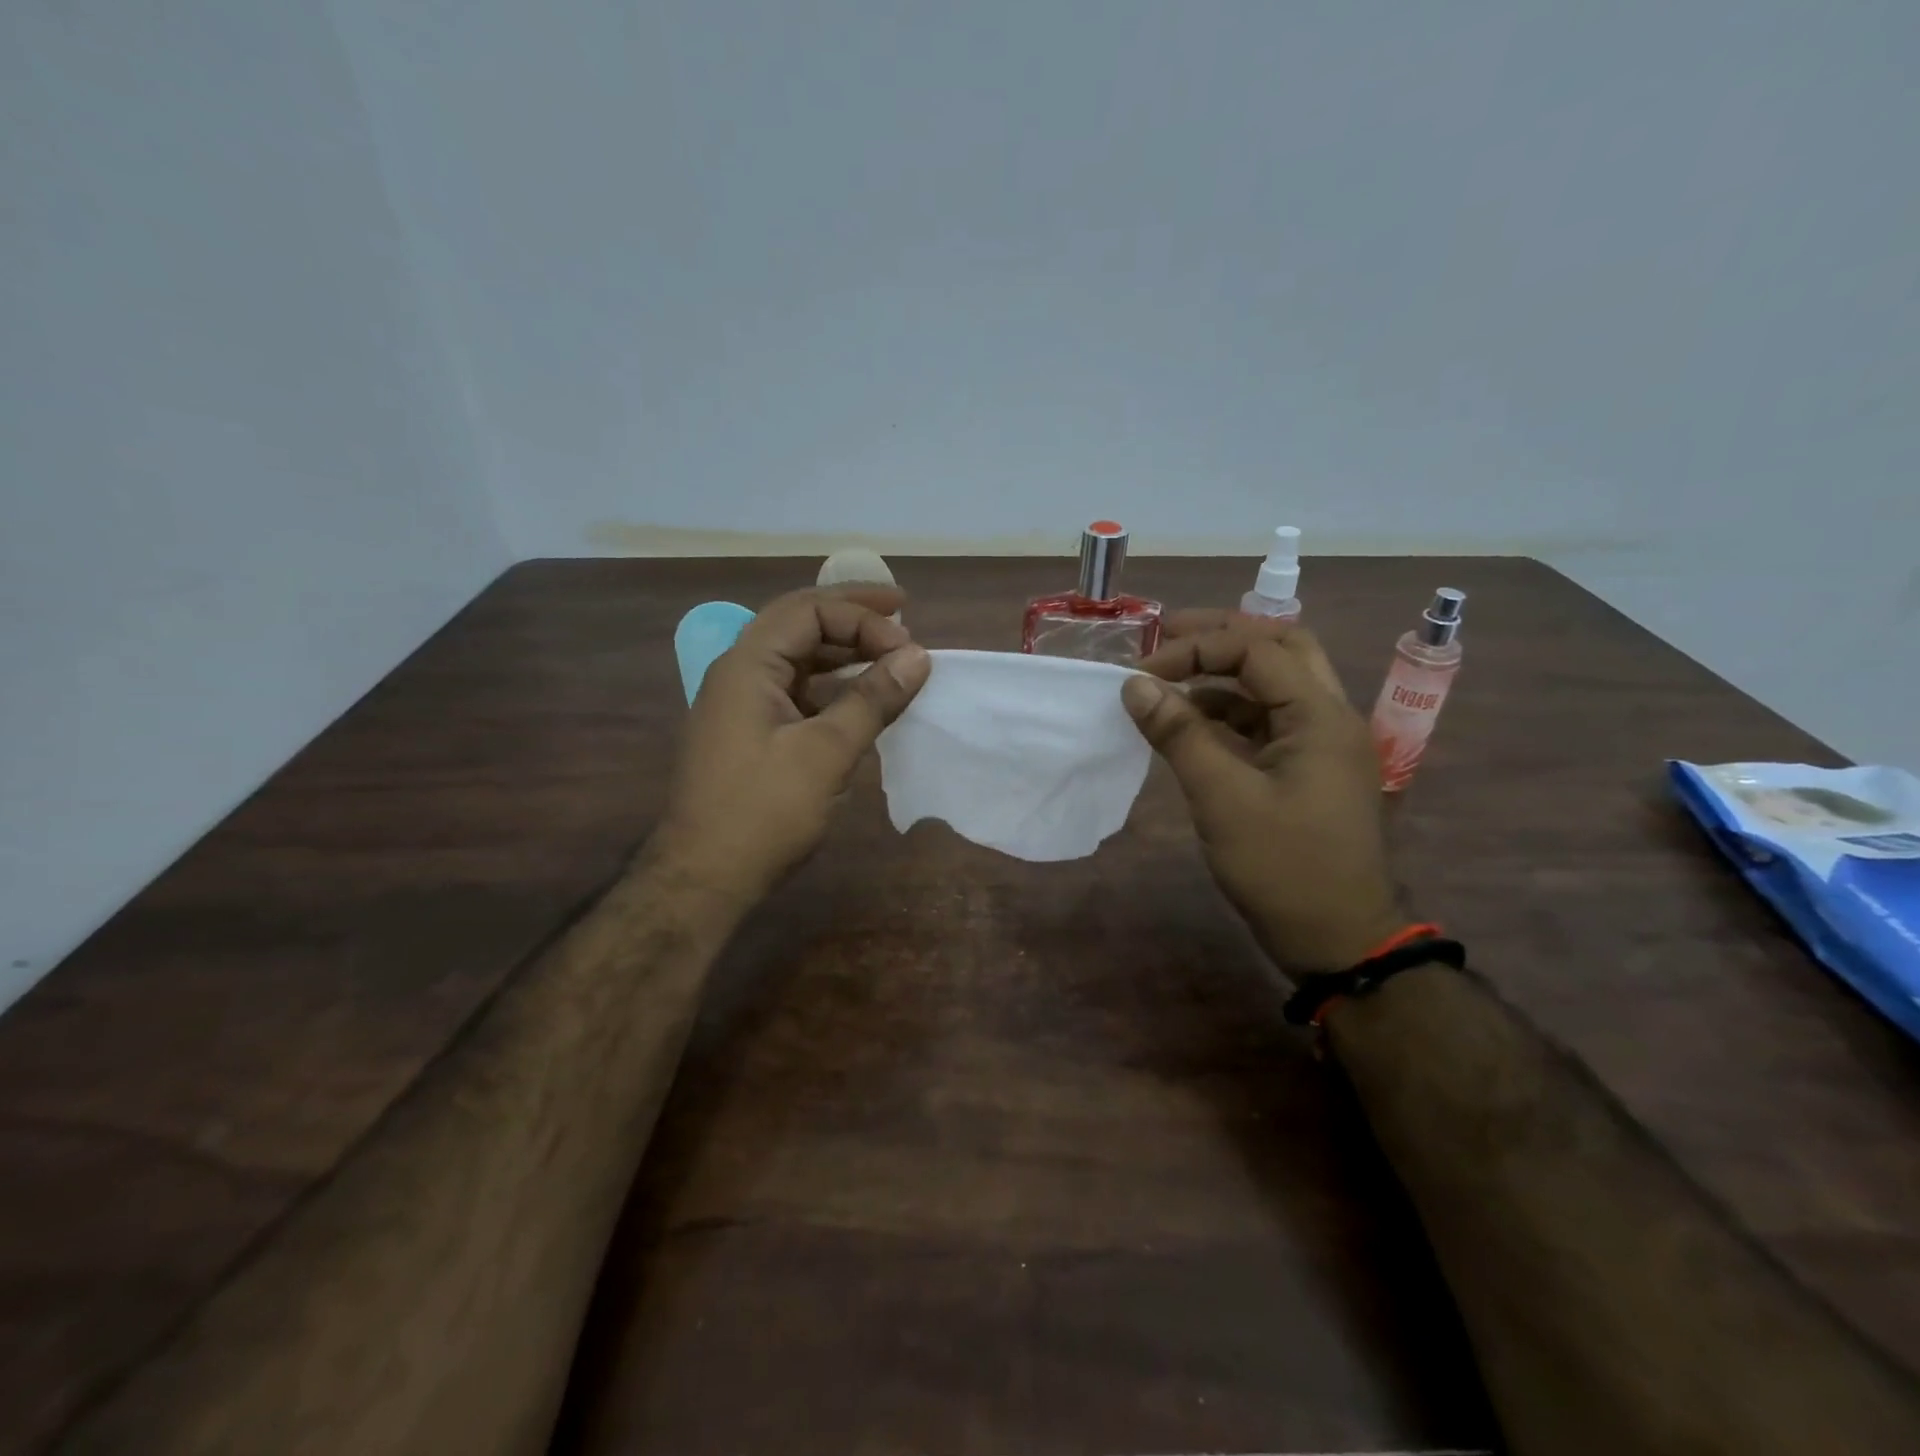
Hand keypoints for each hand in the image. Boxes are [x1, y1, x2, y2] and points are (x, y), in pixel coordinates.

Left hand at [653, 586, 929, 905]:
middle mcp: (739, 673)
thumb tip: (918, 657)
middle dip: (852, 616)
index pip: (808, 610)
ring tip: (888, 655)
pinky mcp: (751, 734)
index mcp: (747, 665)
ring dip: (843, 651)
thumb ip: (872, 699)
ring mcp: (742, 705)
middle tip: (902, 616)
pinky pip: (796, 691)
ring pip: (797, 658)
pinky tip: (861, 700)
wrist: (704, 878)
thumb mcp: (826, 753)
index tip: (907, 642)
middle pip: (799, 623)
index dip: (862, 616)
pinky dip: (832, 687)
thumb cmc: (763, 812)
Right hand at [1122, 621, 1405, 974]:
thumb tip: (1134, 684)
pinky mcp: (1309, 771)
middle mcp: (1329, 717)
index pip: (1257, 648)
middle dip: (1223, 635)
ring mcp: (1322, 745)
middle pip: (1281, 648)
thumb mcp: (1222, 799)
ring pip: (1276, 684)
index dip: (1195, 649)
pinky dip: (1230, 712)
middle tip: (1168, 635)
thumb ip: (1179, 735)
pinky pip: (1269, 721)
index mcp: (1319, 715)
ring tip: (1172, 677)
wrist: (1338, 939)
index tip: (1142, 671)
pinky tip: (1192, 724)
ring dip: (1226, 673)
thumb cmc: (1283, 867)